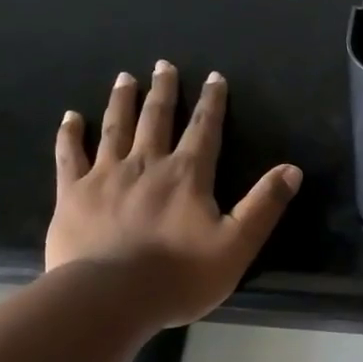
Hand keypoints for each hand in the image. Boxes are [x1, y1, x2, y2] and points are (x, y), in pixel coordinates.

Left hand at [45, 62, 301, 327]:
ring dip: (121, 101)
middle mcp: (146, 164)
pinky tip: (70, 118)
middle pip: (156, 119)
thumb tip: (292, 169)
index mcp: (187, 176)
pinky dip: (70, 135)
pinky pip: (70, 156)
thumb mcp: (237, 245)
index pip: (204, 130)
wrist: (111, 296)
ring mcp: (105, 176)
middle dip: (163, 91)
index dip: (212, 103)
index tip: (214, 77)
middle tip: (163, 65)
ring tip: (125, 78)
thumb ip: (264, 206)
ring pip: (115, 128)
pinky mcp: (73, 194)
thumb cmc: (180, 276)